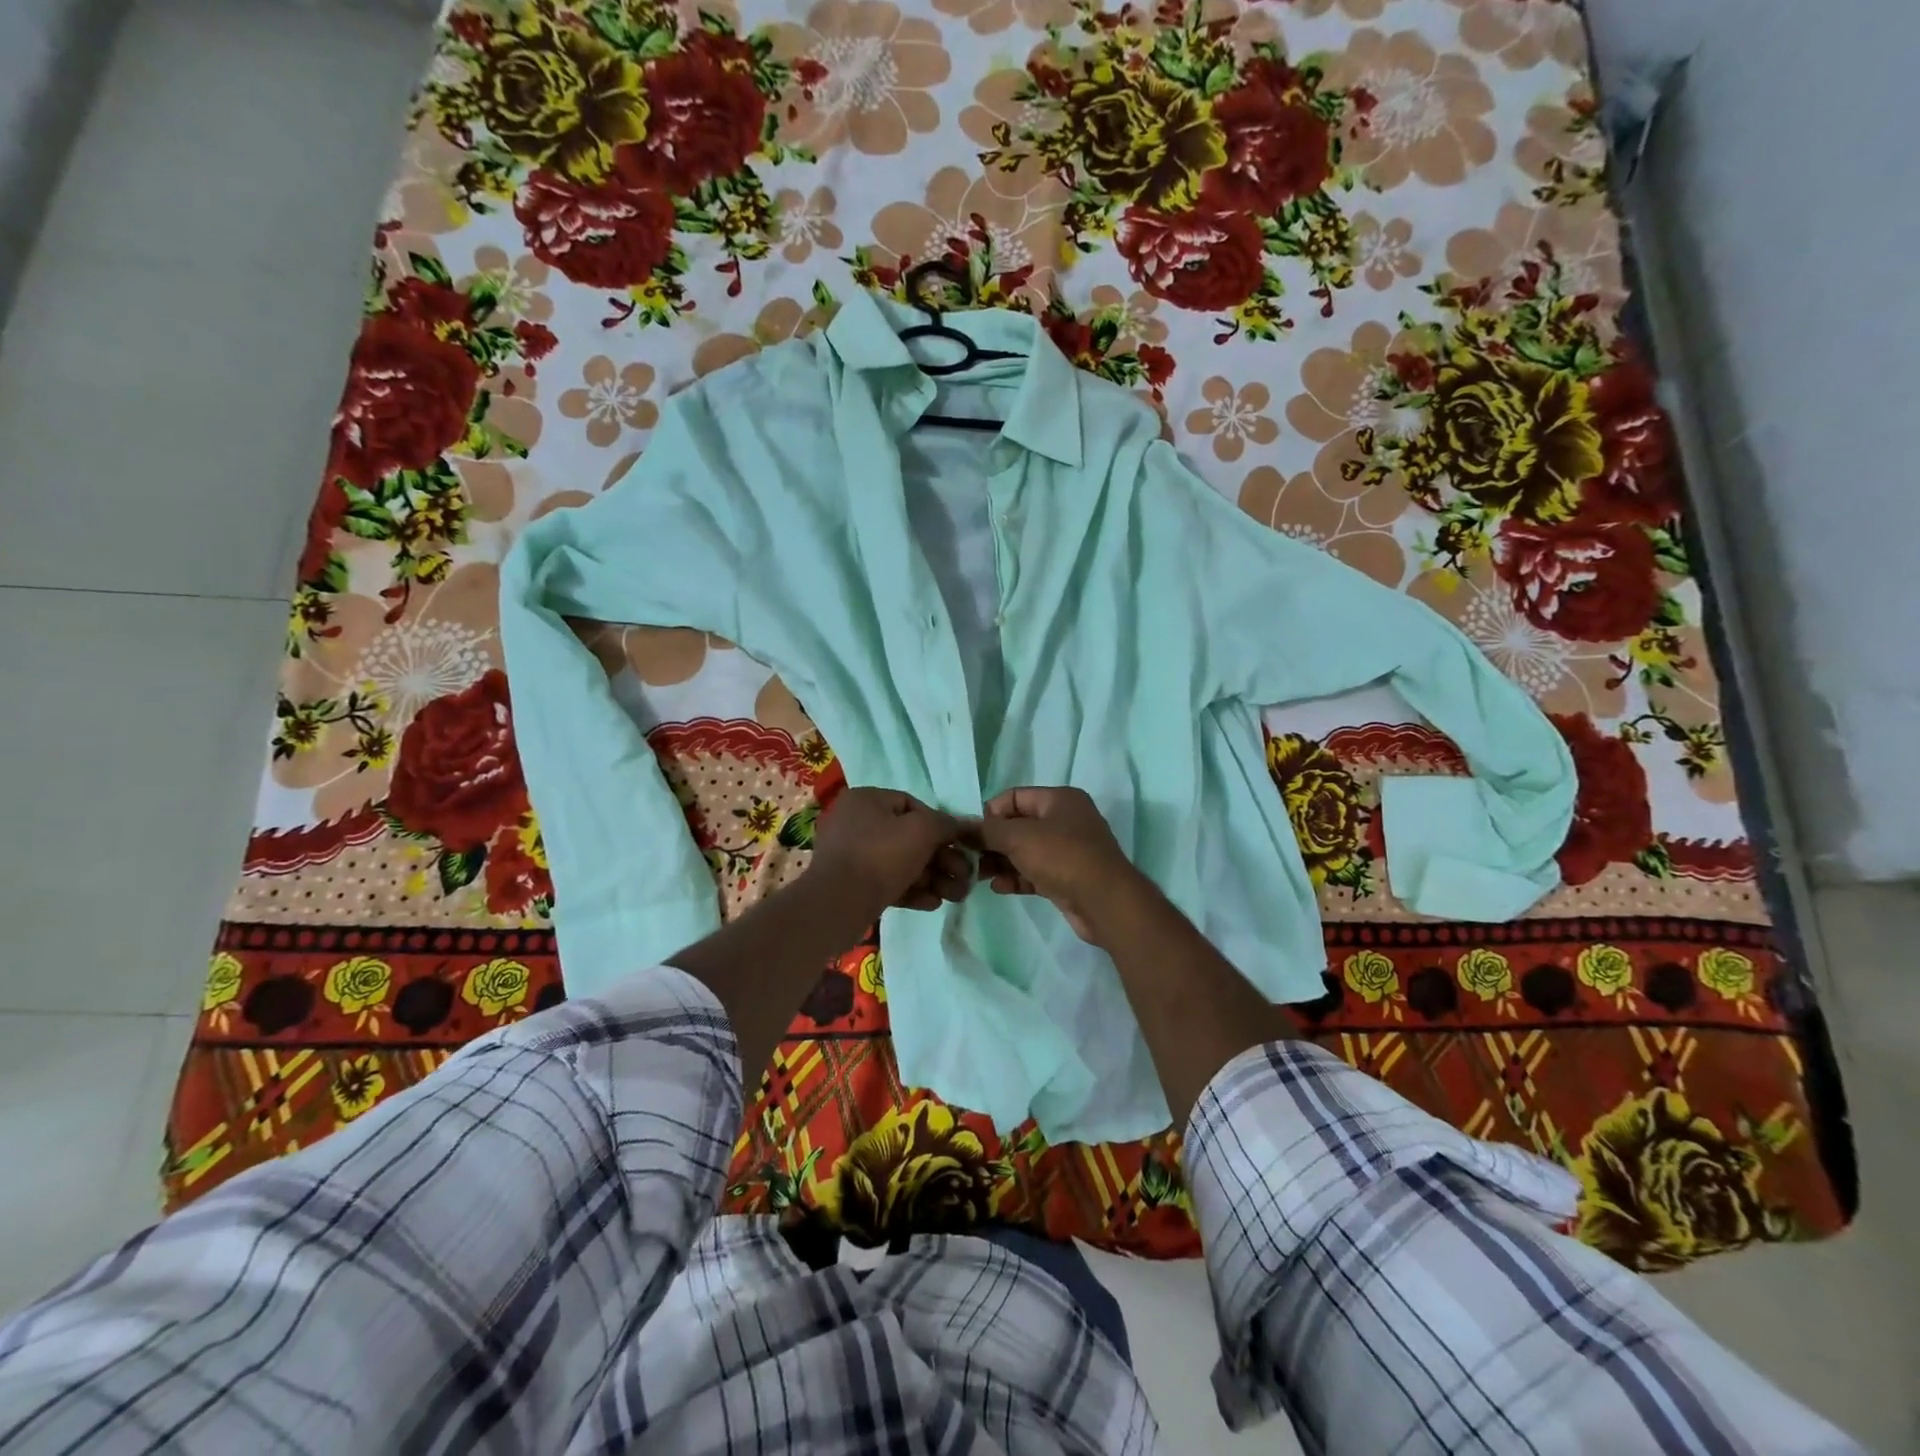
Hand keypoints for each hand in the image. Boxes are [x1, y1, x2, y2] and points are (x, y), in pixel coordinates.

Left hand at [812, 787, 971, 913]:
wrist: (838, 904)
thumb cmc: (881, 855)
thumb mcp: (922, 831)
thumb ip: (947, 825)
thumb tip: (965, 826)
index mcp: (866, 799)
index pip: (912, 805)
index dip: (940, 825)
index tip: (959, 845)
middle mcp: (855, 822)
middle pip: (910, 838)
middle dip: (942, 860)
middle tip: (965, 878)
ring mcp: (851, 855)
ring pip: (901, 863)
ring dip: (932, 878)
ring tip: (956, 896)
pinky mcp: (852, 884)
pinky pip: (887, 882)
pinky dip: (912, 890)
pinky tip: (934, 903)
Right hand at [975, 786, 1141, 943]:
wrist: (1105, 902)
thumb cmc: (1062, 857)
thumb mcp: (1019, 837)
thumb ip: (987, 831)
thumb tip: (961, 827)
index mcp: (1059, 799)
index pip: (1014, 797)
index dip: (990, 812)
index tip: (971, 833)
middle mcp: (1066, 820)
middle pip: (1019, 825)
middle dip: (992, 841)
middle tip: (968, 857)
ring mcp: (1068, 850)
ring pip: (1026, 851)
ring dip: (1001, 861)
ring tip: (977, 875)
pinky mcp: (1068, 878)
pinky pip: (1035, 872)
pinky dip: (1017, 877)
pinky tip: (998, 888)